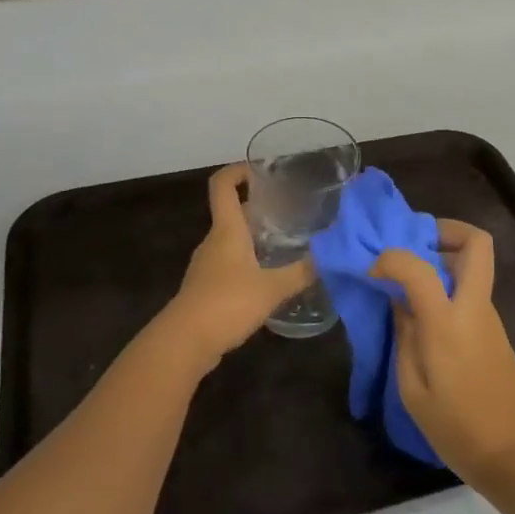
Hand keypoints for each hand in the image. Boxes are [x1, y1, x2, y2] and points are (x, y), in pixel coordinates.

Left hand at [155, 163, 312, 372]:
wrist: (184, 342)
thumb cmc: (227, 303)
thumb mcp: (272, 288)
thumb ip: (302, 271)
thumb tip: (331, 255)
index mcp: (227, 230)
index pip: (223, 185)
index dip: (238, 171)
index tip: (262, 171)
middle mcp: (214, 242)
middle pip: (233, 213)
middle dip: (259, 209)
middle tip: (291, 214)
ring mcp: (207, 266)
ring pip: (232, 240)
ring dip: (255, 238)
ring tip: (286, 246)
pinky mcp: (206, 289)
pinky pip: (229, 264)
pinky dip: (248, 262)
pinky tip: (269, 279)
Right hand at [373, 221, 514, 483]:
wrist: (514, 453)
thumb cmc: (457, 428)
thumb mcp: (413, 389)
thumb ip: (404, 337)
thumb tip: (400, 302)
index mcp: (448, 322)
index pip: (419, 267)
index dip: (391, 259)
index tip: (374, 273)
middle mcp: (474, 307)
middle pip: (477, 243)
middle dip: (445, 231)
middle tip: (414, 245)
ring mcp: (489, 316)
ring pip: (473, 265)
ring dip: (444, 259)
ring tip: (409, 280)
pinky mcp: (495, 330)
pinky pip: (471, 290)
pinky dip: (449, 284)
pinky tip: (424, 310)